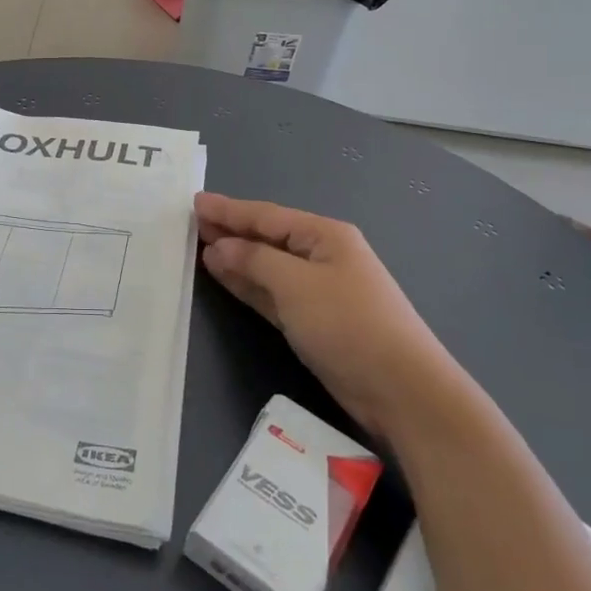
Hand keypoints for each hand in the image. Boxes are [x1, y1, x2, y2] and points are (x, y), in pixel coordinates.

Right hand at [195, 194, 440, 437]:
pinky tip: (224, 277)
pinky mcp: (313, 321)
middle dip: (230, 230)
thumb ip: (254, 260)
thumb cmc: (348, 324)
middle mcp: (322, 256)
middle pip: (267, 237)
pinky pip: (271, 293)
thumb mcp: (296, 284)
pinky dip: (247, 284)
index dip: (229, 209)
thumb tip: (219, 246)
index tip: (195, 202)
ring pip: (267, 266)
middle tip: (191, 223)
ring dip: (235, 257)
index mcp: (324, 236)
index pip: (267, 215)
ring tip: (199, 247)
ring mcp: (318, 290)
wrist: (400, 388)